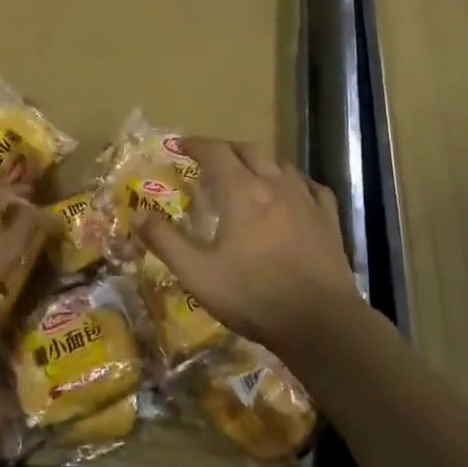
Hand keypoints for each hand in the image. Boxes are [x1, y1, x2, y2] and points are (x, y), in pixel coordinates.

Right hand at [139, 139, 363, 361]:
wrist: (320, 322)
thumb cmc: (253, 296)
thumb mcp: (198, 274)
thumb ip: (166, 242)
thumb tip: (138, 216)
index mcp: (241, 193)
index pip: (216, 152)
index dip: (196, 144)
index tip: (181, 145)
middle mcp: (275, 186)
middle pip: (249, 151)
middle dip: (226, 149)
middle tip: (210, 160)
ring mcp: (306, 201)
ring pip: (281, 165)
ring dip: (260, 162)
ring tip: (248, 175)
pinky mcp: (329, 220)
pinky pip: (312, 187)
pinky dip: (296, 182)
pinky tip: (294, 193)